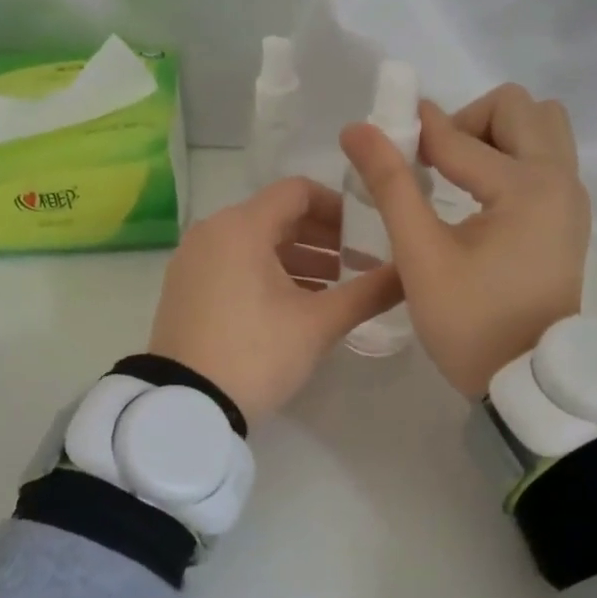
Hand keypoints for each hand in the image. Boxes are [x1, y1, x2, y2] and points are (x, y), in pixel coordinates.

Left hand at [149, 177, 401, 422]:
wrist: (184, 406)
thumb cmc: (256, 353)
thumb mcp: (318, 324)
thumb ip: (369, 292)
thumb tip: (411, 272)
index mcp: (242, 226)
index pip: (298, 192)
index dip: (338, 206)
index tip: (367, 232)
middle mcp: (212, 232)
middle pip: (277, 217)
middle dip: (322, 238)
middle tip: (359, 263)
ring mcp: (193, 261)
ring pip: (255, 243)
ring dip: (298, 259)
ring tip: (335, 288)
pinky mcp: (186, 288)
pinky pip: (234, 264)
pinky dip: (268, 274)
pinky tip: (295, 304)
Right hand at [340, 84, 588, 397]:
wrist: (526, 380)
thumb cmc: (470, 323)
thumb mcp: (421, 256)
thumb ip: (391, 186)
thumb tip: (358, 130)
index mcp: (528, 186)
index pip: (459, 137)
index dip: (412, 133)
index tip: (378, 139)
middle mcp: (562, 179)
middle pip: (518, 108)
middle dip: (467, 121)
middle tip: (431, 163)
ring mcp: (572, 199)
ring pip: (540, 128)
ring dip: (496, 135)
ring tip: (457, 176)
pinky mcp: (569, 218)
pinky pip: (546, 159)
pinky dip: (512, 158)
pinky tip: (477, 197)